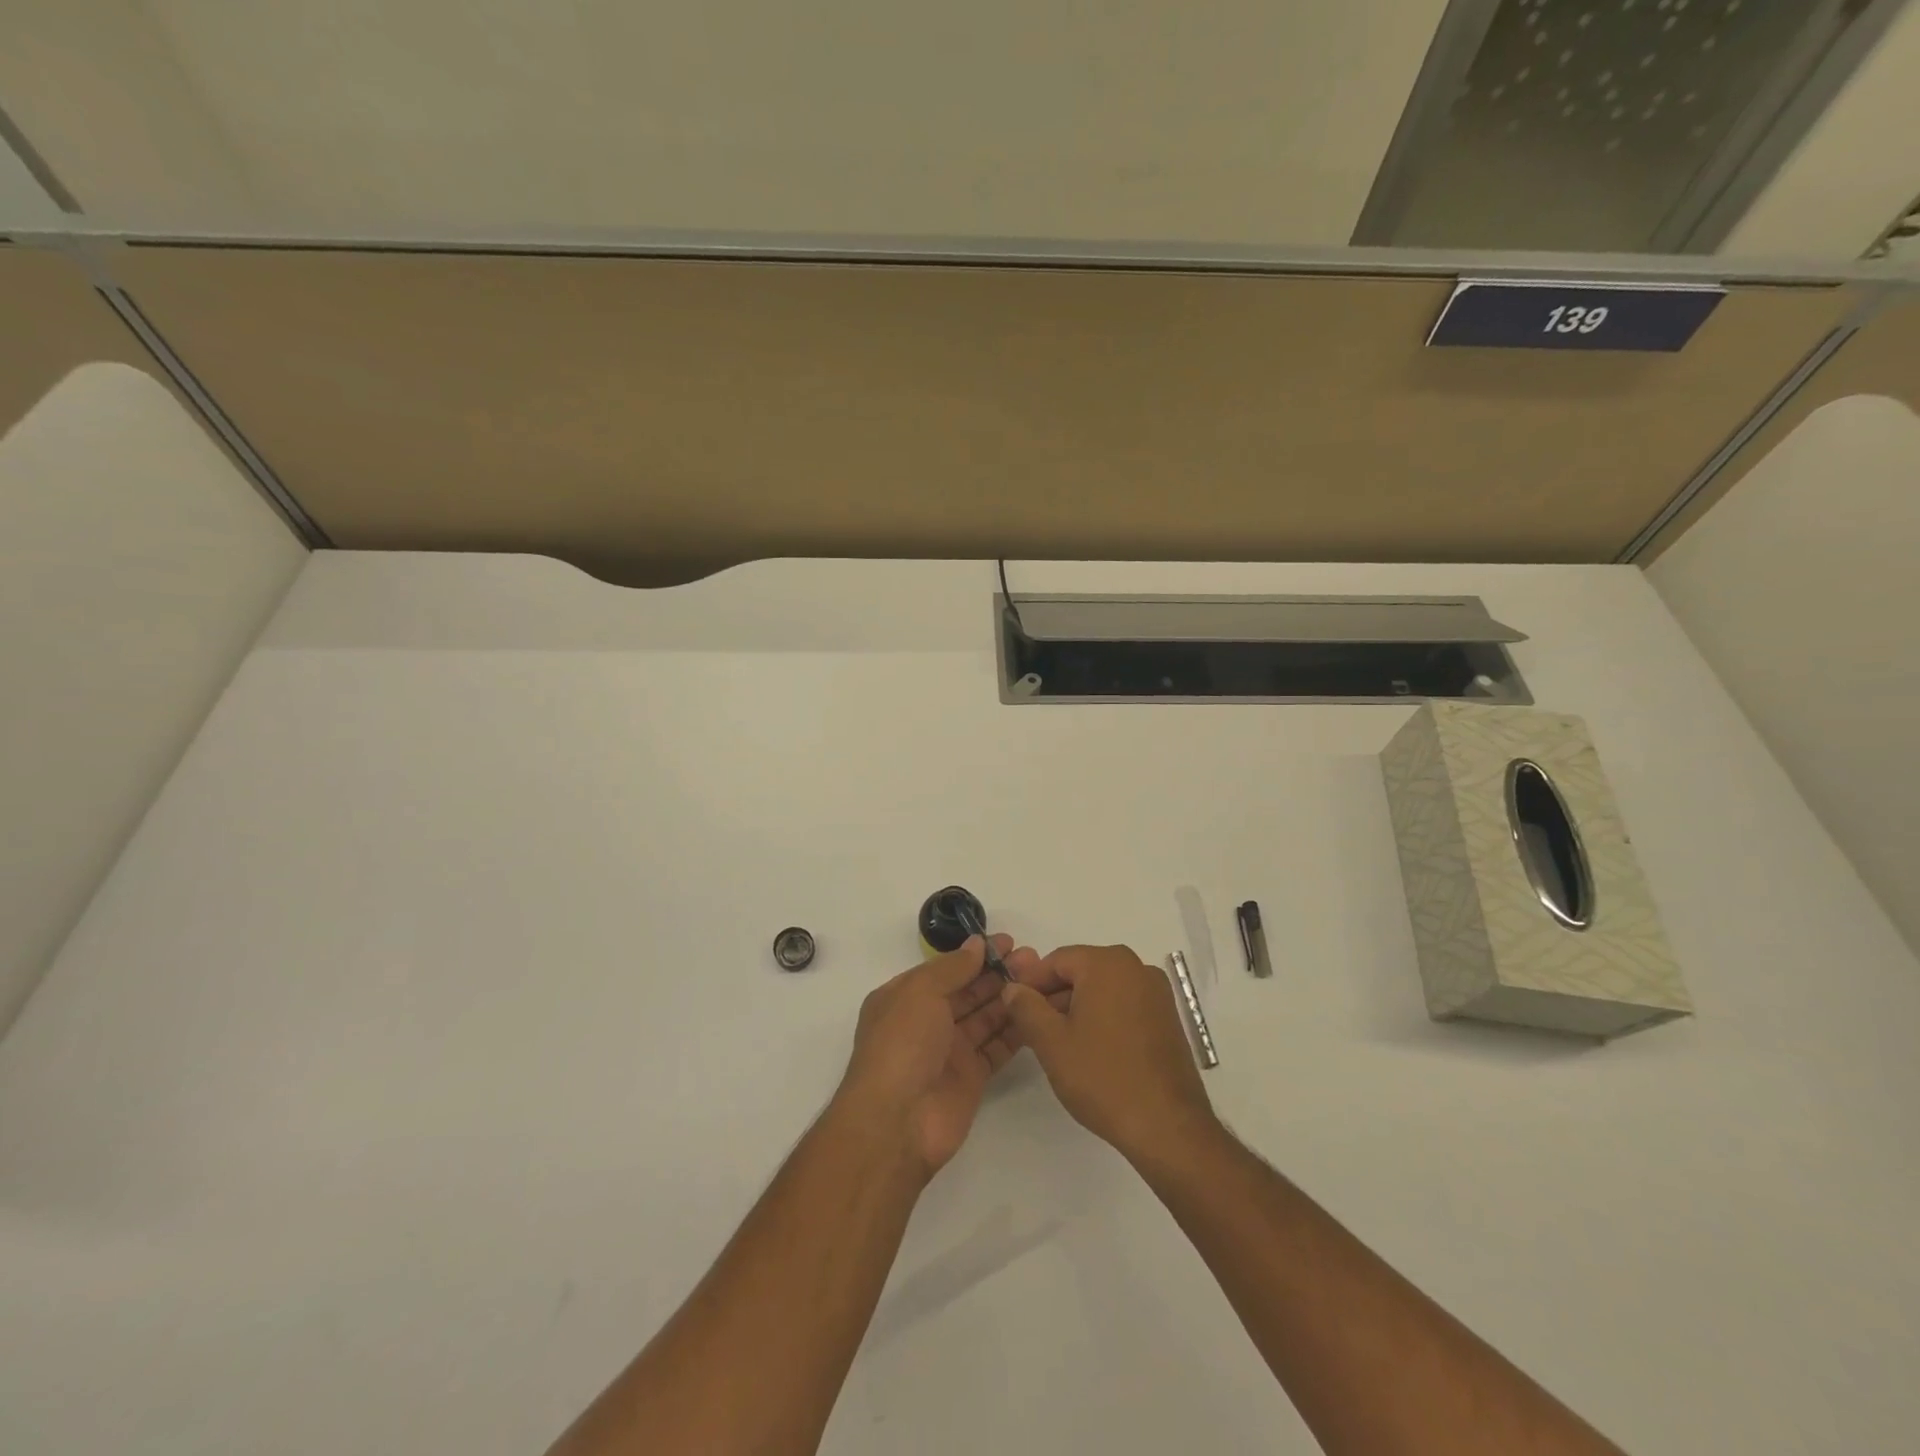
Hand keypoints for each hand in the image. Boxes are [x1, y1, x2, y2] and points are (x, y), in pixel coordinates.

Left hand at [837, 935, 1037, 1177]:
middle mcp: (927, 1021)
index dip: (975, 955)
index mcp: (904, 998)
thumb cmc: (901, 1046)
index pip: (945, 969)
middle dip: (997, 973)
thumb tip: (976, 944)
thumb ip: (951, 967)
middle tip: (1033, 958)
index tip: (1008, 942)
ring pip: (985, 1017)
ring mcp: (950, 1050)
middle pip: (968, 991)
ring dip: (1010, 997)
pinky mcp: (971, 1077)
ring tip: (1041, 979)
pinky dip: (1016, 1030)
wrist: (897, 1122)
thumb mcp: (919, 993)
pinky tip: (1038, 1013)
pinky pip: (997, 1046)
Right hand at [1001, 944, 1215, 1165]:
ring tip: (1060, 1043)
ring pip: (1104, 989)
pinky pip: (1125, 1005)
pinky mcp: (1168, 1018)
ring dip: (1078, 1008)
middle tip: (1033, 1029)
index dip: (1031, 983)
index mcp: (1107, 963)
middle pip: (1082, 971)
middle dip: (1054, 996)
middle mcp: (1136, 967)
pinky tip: (1092, 1050)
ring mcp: (1157, 993)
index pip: (1057, 960)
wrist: (1168, 1126)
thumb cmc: (1103, 1077)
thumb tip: (1013, 988)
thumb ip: (1026, 1008)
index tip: (1014, 1009)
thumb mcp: (1052, 1042)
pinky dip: (1104, 1018)